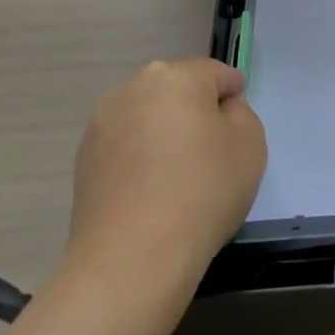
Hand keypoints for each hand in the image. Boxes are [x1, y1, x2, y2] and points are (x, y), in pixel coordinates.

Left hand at [66, 58, 267, 287]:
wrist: (132, 258)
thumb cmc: (202, 191)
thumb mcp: (251, 143)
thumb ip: (240, 113)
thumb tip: (217, 113)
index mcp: (175, 76)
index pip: (218, 75)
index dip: (234, 102)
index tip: (237, 138)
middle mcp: (132, 88)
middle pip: (179, 91)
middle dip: (197, 114)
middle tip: (212, 157)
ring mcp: (101, 123)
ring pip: (150, 117)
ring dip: (167, 135)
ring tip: (178, 179)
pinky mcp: (83, 158)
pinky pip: (127, 145)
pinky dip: (142, 158)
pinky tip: (152, 193)